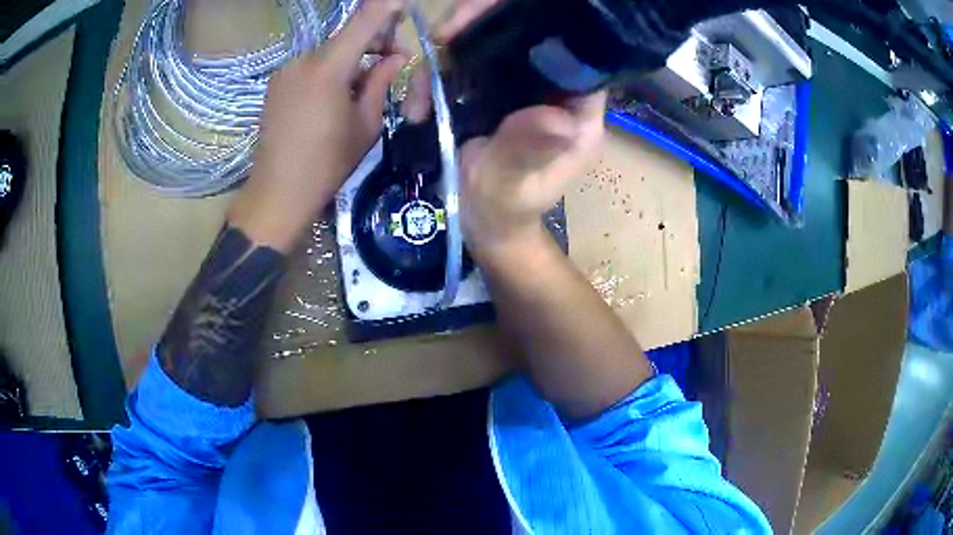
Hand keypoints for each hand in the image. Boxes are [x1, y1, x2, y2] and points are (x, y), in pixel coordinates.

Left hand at [229, 0, 407, 251]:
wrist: (277, 193)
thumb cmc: (327, 164)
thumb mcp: (366, 125)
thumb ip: (382, 83)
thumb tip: (396, 58)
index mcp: (328, 69)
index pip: (363, 22)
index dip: (386, 9)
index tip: (403, 3)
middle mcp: (303, 60)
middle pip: (345, 37)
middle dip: (373, 42)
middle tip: (393, 62)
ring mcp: (285, 71)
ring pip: (328, 53)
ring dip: (351, 60)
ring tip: (363, 87)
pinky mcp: (276, 84)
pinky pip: (311, 66)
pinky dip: (329, 71)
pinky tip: (335, 95)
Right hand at [401, 0, 605, 258]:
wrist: (482, 225)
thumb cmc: (507, 210)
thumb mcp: (515, 184)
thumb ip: (528, 151)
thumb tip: (552, 115)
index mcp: (578, 108)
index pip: (573, 50)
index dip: (542, 25)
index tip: (496, 20)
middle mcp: (551, 88)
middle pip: (525, 35)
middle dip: (481, 26)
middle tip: (444, 38)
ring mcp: (518, 87)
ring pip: (488, 44)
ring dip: (447, 56)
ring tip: (419, 95)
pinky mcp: (488, 92)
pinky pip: (462, 66)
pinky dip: (434, 76)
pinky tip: (416, 103)